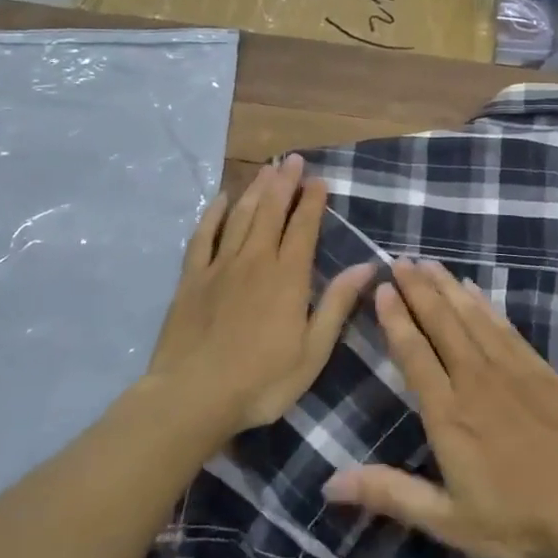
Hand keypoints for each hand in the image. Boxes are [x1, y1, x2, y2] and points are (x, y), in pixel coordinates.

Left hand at [145, 154, 374, 441]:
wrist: (191, 398)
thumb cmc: (261, 381)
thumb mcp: (313, 351)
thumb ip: (337, 304)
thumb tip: (367, 266)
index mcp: (288, 277)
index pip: (304, 227)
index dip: (313, 202)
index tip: (320, 180)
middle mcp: (256, 260)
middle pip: (272, 212)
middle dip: (285, 183)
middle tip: (293, 159)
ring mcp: (220, 266)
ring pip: (241, 216)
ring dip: (256, 190)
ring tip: (267, 169)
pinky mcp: (191, 278)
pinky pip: (203, 236)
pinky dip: (213, 214)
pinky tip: (220, 198)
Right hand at [323, 259, 557, 557]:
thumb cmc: (516, 518)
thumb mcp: (448, 519)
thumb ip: (390, 494)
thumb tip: (330, 483)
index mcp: (447, 413)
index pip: (414, 353)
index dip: (396, 319)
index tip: (382, 288)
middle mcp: (473, 378)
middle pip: (440, 323)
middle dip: (417, 289)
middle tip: (399, 260)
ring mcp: (508, 367)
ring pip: (469, 315)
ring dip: (446, 286)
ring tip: (427, 262)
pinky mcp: (536, 365)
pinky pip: (502, 324)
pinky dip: (483, 302)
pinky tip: (472, 287)